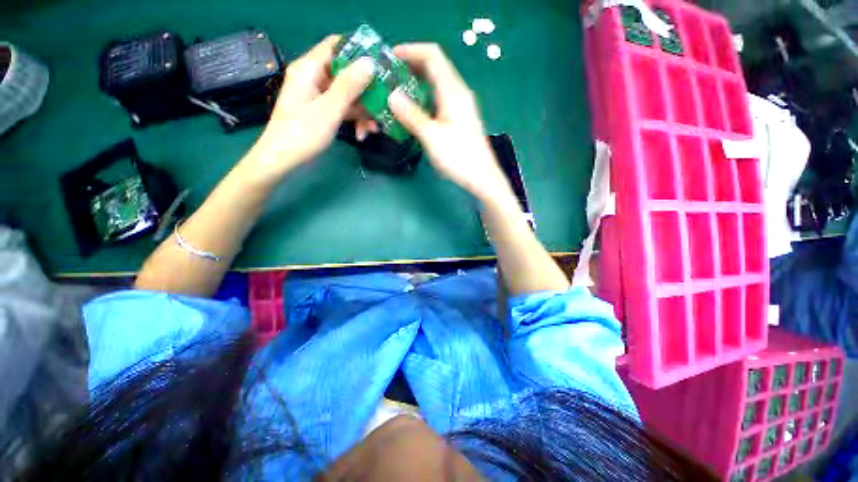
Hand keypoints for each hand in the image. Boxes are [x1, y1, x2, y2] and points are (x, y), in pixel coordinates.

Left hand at [248, 35, 376, 179]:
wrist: (283, 160)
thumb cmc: (303, 133)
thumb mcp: (329, 109)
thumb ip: (349, 86)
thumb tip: (370, 62)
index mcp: (310, 68)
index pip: (336, 46)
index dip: (359, 51)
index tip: (381, 64)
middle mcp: (315, 78)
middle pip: (346, 73)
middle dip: (366, 91)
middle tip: (384, 104)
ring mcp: (319, 95)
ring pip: (348, 95)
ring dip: (363, 111)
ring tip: (374, 129)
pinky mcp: (323, 111)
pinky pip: (344, 109)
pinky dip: (354, 120)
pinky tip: (362, 134)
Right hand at [388, 44, 511, 203]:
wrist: (482, 177)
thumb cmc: (459, 158)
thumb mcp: (432, 137)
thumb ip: (412, 116)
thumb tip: (392, 96)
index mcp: (453, 92)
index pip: (432, 56)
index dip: (410, 51)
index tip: (389, 57)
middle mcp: (458, 93)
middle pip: (434, 67)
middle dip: (410, 66)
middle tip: (388, 77)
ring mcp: (460, 106)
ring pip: (436, 84)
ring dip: (416, 83)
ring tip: (396, 93)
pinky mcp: (459, 118)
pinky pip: (439, 99)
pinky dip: (424, 98)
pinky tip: (413, 111)